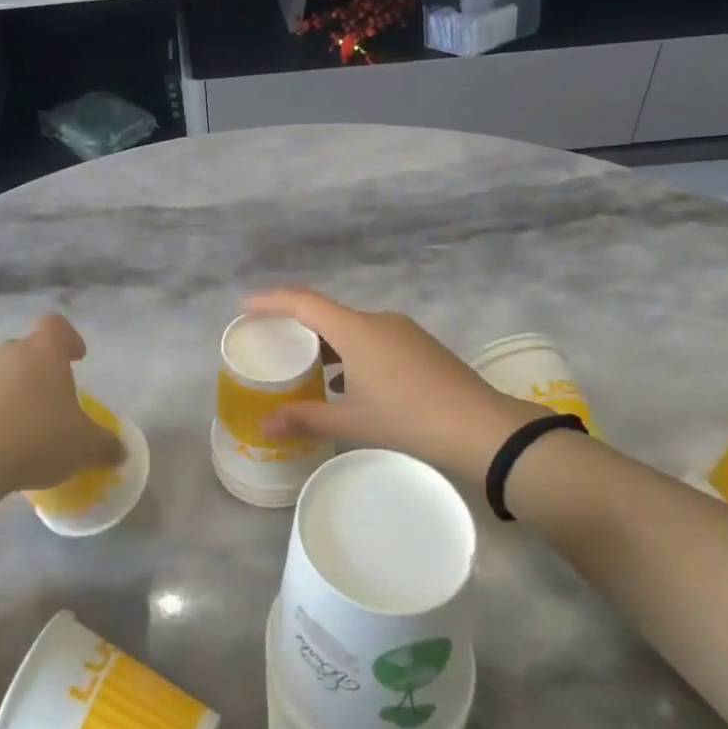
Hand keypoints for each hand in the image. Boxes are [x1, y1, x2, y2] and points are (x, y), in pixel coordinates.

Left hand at [0, 315, 125, 496]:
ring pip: (5, 375)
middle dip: (43, 369)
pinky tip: (4, 446)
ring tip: (29, 428)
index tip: (78, 358)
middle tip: (56, 399)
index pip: (56, 325)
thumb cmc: (37, 437)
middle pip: (29, 349)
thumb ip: (106, 445)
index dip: (69, 337)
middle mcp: (11, 354)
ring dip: (18, 393)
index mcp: (45, 351)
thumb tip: (121, 451)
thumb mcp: (84, 446)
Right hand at [245, 288, 551, 484]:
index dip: (271, 301)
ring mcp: (403, 331)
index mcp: (355, 330)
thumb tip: (265, 424)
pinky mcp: (420, 345)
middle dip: (298, 324)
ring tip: (309, 368)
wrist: (481, 427)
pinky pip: (374, 338)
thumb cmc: (408, 419)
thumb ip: (305, 418)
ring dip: (328, 342)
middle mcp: (377, 320)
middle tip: (274, 341)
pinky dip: (352, 351)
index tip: (246, 307)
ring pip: (353, 327)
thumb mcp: (351, 421)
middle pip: (327, 313)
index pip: (303, 302)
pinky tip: (349, 382)